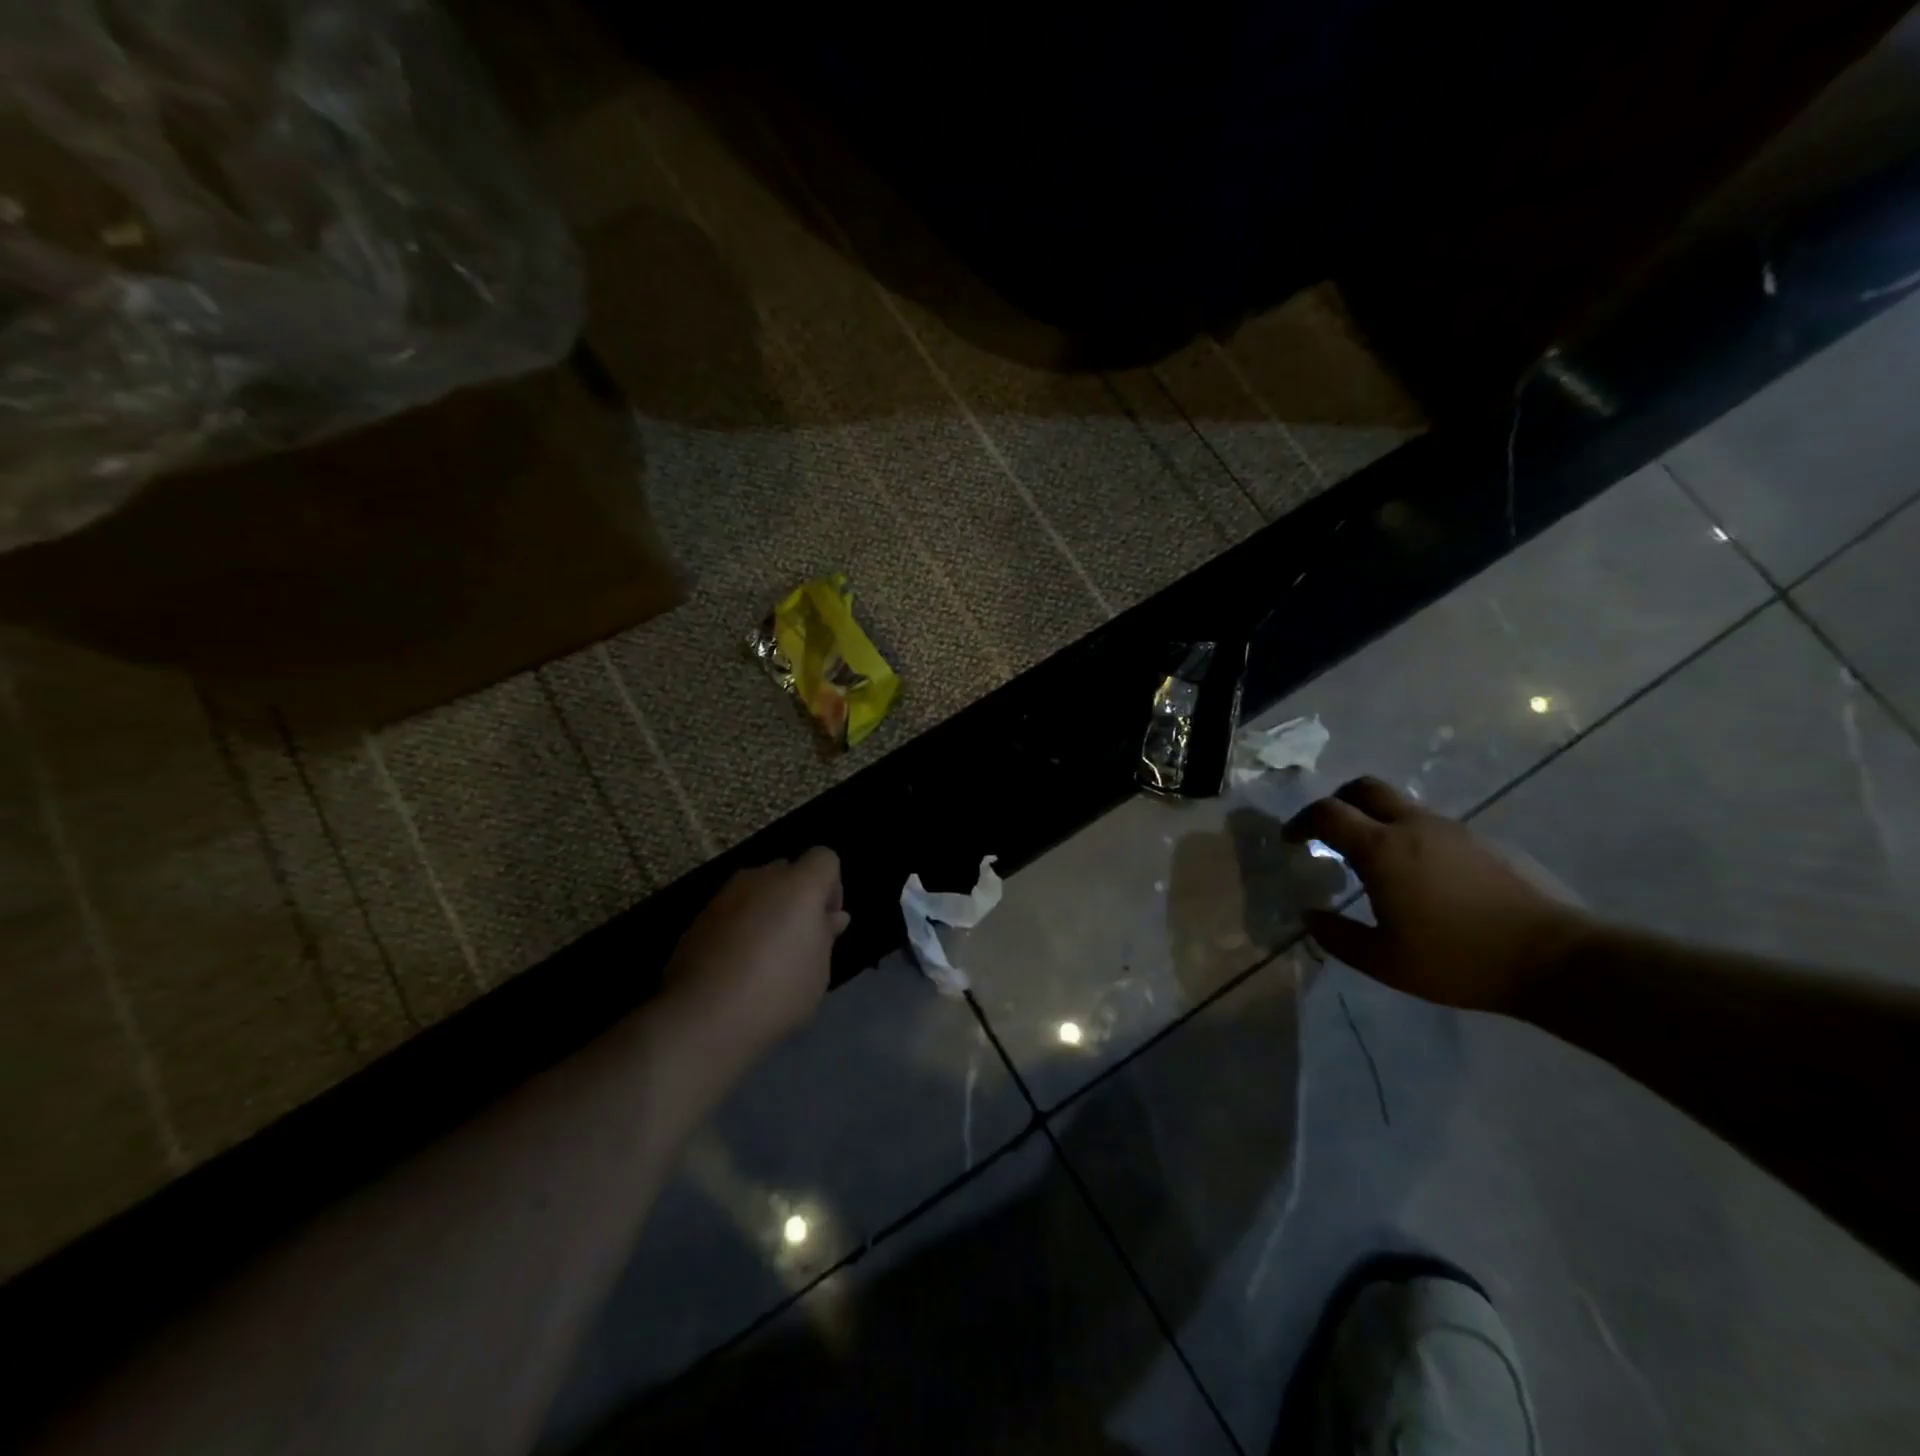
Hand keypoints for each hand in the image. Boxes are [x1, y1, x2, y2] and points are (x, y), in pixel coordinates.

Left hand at [660, 848, 847, 1067]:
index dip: (832, 887)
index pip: (824, 857)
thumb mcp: (818, 970)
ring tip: (765, 955)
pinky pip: (731, 911)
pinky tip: (737, 965)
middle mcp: (761, 878)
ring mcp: (725, 895)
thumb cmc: (777, 992)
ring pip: (756, 890)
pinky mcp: (698, 917)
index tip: (826, 923)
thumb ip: (826, 935)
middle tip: (797, 940)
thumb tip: (832, 917)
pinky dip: (739, 927)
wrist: (702, 1018)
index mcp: (799, 884)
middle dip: (797, 897)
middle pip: (788, 871)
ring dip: (766, 911)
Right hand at [1283, 778, 1593, 1013]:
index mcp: (1382, 849)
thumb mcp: (1384, 961)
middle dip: (1337, 802)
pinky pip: (1433, 826)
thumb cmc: (1459, 960)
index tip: (1291, 841)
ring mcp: (1454, 830)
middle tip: (1328, 832)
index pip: (1327, 814)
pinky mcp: (1485, 842)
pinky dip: (1411, 837)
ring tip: (1375, 861)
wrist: (1559, 960)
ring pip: (1401, 805)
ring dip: (1376, 821)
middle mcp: (1414, 826)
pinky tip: (1422, 879)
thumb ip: (1338, 936)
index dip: (1300, 822)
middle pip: (1364, 788)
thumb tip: (1311, 916)